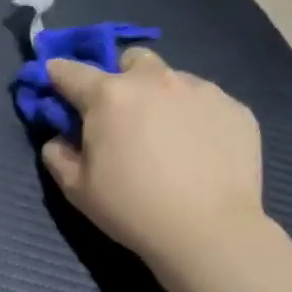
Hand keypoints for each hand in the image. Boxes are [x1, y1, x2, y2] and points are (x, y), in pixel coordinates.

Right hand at [41, 48, 265, 268]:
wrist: (209, 231)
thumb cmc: (133, 209)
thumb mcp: (78, 190)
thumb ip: (57, 156)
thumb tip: (60, 139)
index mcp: (109, 96)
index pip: (70, 71)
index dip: (57, 75)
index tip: (55, 83)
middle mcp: (155, 80)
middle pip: (131, 60)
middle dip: (122, 78)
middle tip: (124, 116)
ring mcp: (201, 90)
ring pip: (173, 79)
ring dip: (162, 98)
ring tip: (169, 139)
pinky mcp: (236, 107)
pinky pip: (207, 102)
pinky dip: (197, 117)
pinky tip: (201, 152)